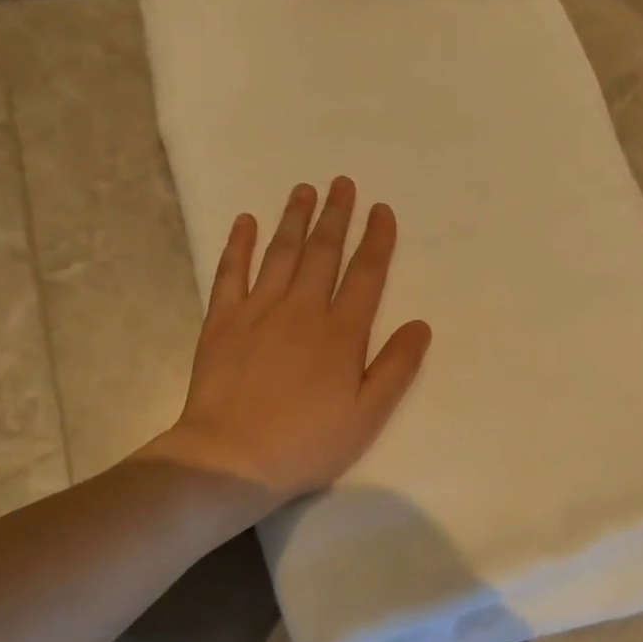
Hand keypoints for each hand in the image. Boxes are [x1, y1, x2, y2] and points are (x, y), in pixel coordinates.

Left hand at [140, 177, 431, 503]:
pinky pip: (231, 273)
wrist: (232, 458)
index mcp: (341, 334)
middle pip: (322, 253)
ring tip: (304, 189)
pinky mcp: (221, 321)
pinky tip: (246, 222)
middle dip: (335, 216)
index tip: (382, 210)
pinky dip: (239, 245)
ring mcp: (258, 311)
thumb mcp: (368, 415)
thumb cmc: (308, 442)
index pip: (365, 275)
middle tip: (342, 183)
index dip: (376, 241)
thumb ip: (396, 368)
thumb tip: (420, 325)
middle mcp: (302, 310)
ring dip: (294, 219)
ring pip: (280, 254)